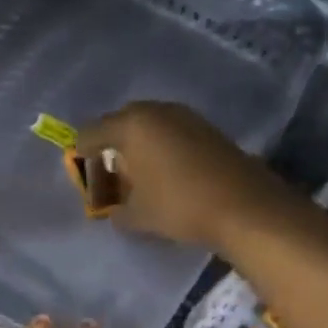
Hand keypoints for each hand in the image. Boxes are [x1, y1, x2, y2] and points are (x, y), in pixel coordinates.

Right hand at [76, 101, 292, 249]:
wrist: (245, 206)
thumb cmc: (180, 206)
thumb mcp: (136, 216)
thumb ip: (115, 210)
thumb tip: (112, 209)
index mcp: (131, 125)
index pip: (91, 133)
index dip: (82, 156)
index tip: (84, 178)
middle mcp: (156, 111)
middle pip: (120, 124)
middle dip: (110, 148)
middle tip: (109, 177)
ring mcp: (185, 116)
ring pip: (148, 126)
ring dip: (138, 147)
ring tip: (138, 176)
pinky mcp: (207, 128)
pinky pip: (171, 132)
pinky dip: (161, 148)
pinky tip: (166, 173)